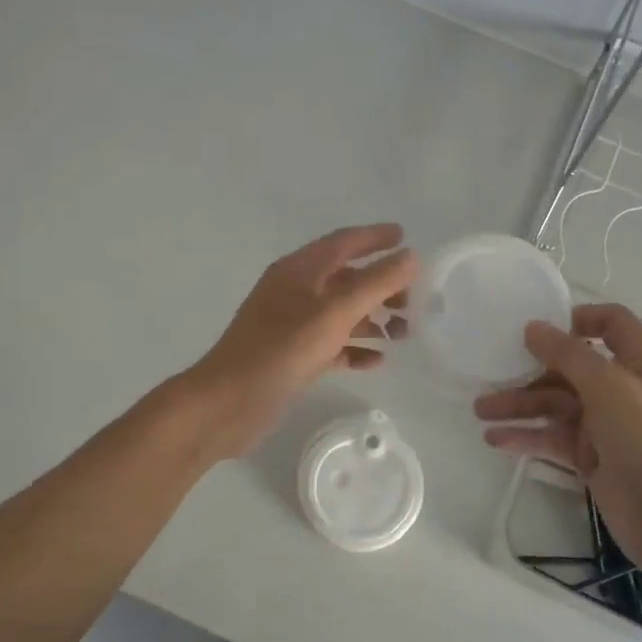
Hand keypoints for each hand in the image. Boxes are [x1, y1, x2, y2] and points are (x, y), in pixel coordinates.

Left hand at [182, 224, 417, 460]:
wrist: (228, 404)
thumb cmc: (281, 350)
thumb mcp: (334, 313)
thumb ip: (375, 283)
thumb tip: (410, 257)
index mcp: (299, 270)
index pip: (343, 242)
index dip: (375, 238)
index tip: (406, 238)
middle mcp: (295, 292)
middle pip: (346, 279)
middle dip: (381, 286)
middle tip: (414, 301)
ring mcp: (292, 326)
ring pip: (341, 313)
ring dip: (372, 319)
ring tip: (404, 333)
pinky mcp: (293, 357)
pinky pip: (332, 345)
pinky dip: (355, 349)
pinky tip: (378, 361)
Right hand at [474, 303, 641, 572]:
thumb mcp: (610, 387)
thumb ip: (568, 354)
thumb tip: (533, 327)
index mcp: (641, 362)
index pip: (611, 323)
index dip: (576, 319)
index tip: (536, 328)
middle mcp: (624, 388)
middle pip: (571, 367)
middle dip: (530, 369)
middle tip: (489, 375)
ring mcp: (606, 425)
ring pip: (556, 404)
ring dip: (519, 405)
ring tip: (480, 412)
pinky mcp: (591, 458)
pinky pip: (553, 438)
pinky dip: (526, 436)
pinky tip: (495, 439)